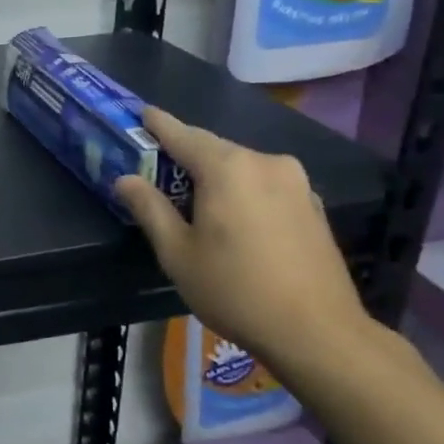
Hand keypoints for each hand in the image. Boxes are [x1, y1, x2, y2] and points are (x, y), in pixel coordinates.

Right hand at [115, 107, 371, 375]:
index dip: (159, 125)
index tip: (142, 113)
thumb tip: (126, 179)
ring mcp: (296, 182)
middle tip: (160, 168)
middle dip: (186, 155)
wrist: (317, 331)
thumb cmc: (235, 289)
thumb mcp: (177, 253)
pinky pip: (266, 185)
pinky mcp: (313, 204)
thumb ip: (150, 209)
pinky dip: (244, 191)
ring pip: (243, 167)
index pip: (183, 135)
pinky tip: (236, 218)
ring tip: (196, 199)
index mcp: (228, 168)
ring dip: (217, 176)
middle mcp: (265, 163)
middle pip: (215, 149)